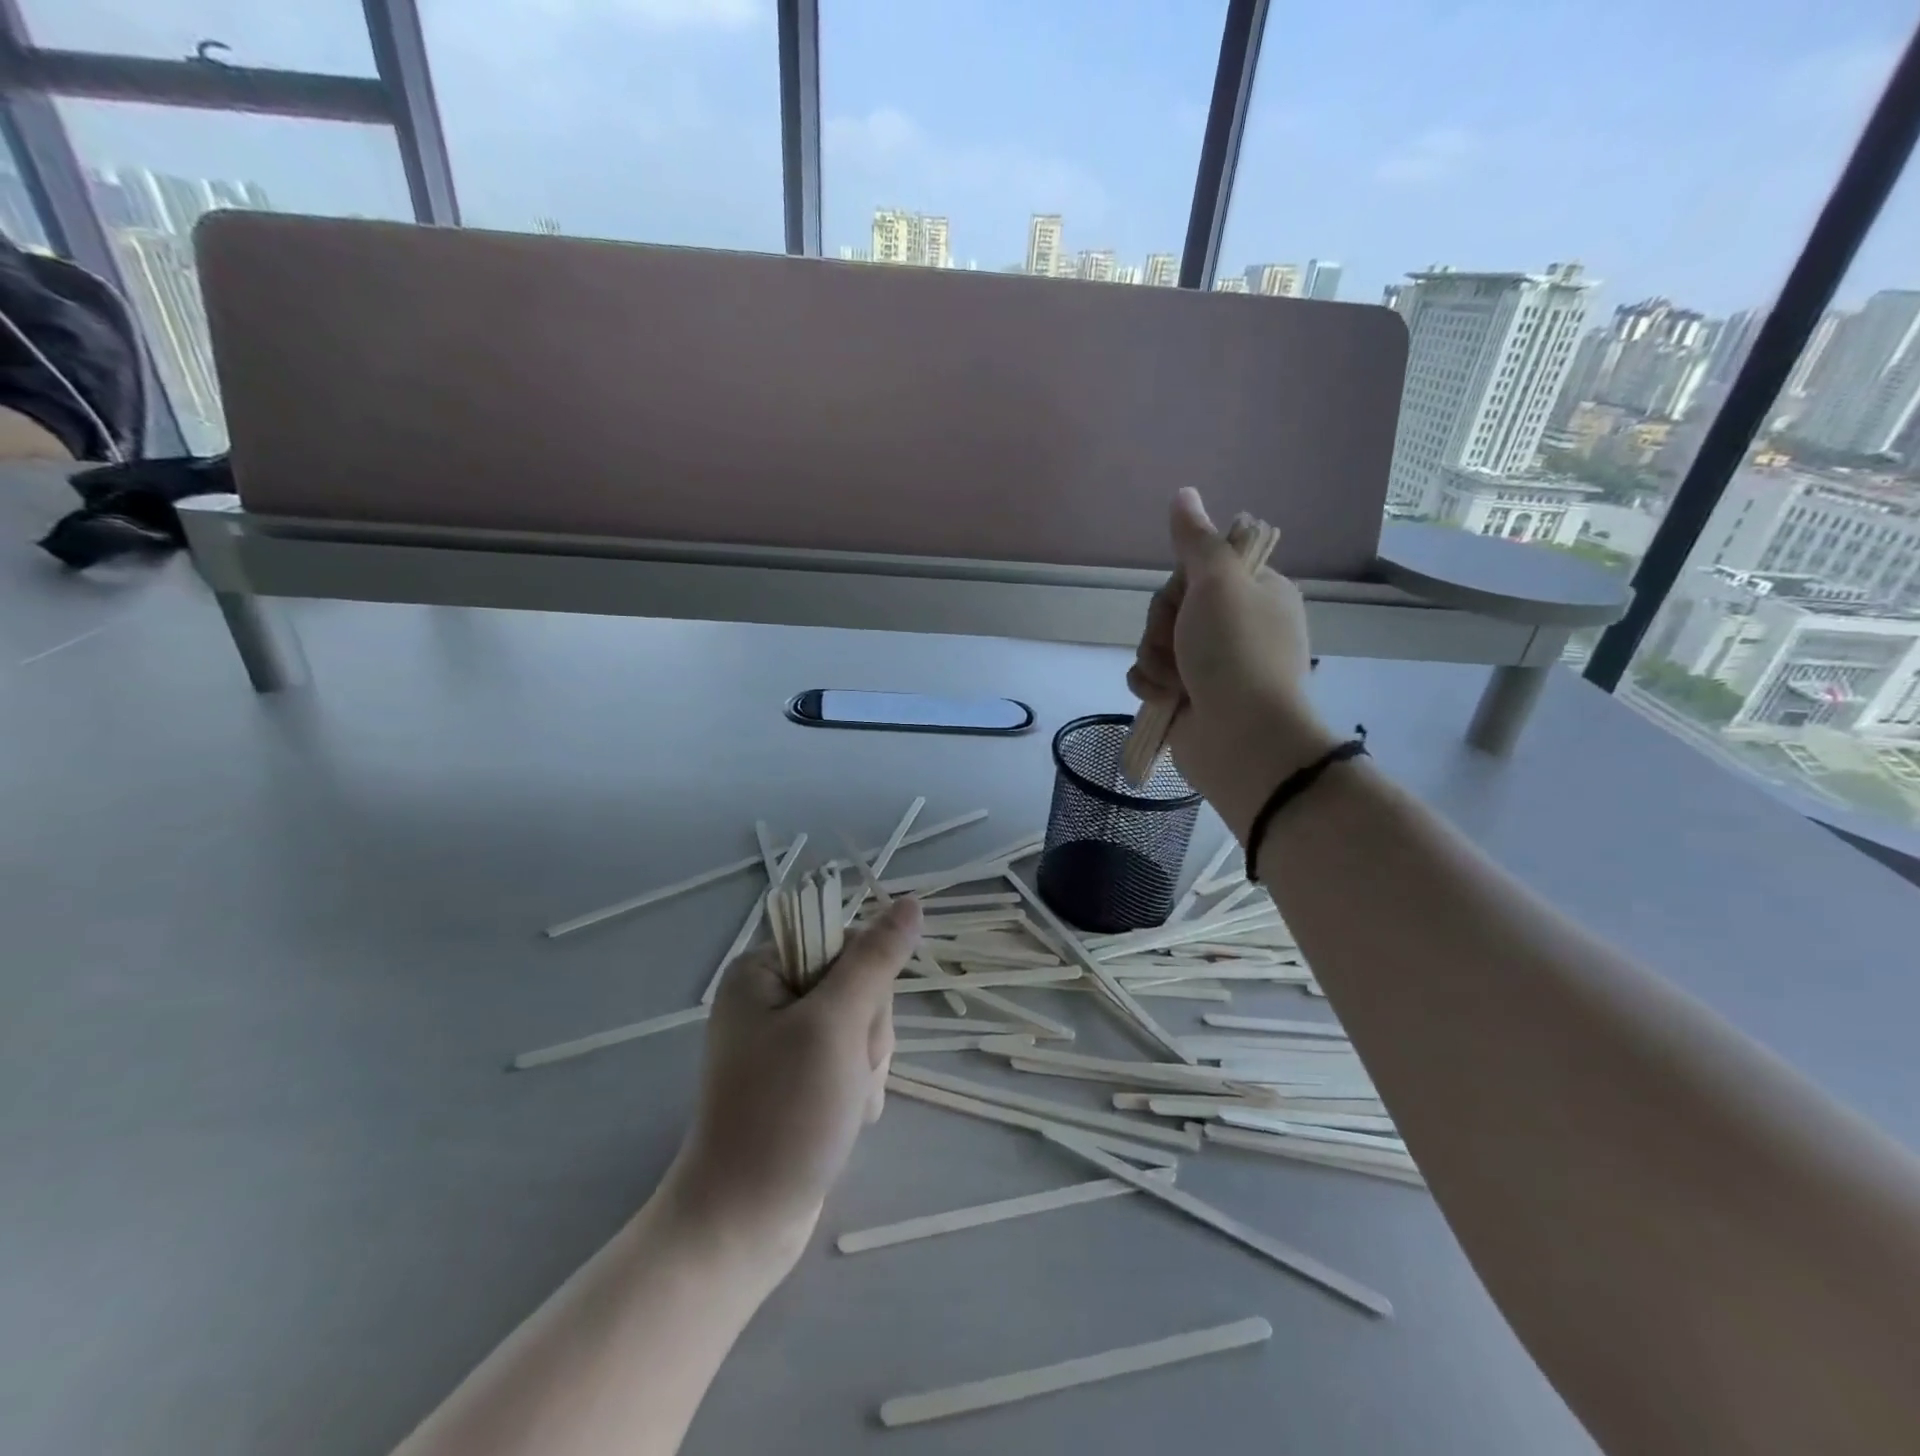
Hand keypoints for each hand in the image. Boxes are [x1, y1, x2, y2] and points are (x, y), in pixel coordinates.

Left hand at [662, 897, 921, 1276]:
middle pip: (858, 985)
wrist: (743, 1225)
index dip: (866, 980)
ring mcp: (786, 1040)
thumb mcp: (835, 1026)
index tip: (853, 1024)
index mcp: (762, 970)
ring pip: (863, 1025)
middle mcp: (771, 997)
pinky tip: (847, 1119)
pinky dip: (860, 1088)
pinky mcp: (801, 1077)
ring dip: (868, 1065)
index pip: (844, 941)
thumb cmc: (783, 1115)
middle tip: (845, 1072)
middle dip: (867, 1032)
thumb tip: (911, 902)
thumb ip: (875, 960)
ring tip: (845, 1104)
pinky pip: (853, 1060)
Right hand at [1128, 488, 1338, 839]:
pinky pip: (1148, 676)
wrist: (1242, 738)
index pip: (1196, 570)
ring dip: (1156, 659)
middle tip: (1183, 645)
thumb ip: (1195, 540)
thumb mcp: (1219, 583)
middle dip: (1164, 627)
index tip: (1189, 599)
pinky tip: (1165, 698)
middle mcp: (1234, 626)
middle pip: (1169, 607)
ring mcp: (1210, 664)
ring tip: (1177, 681)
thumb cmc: (1237, 653)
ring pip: (1154, 643)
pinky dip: (1151, 685)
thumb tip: (1184, 493)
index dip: (1180, 585)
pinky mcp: (1187, 697)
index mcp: (1254, 593)